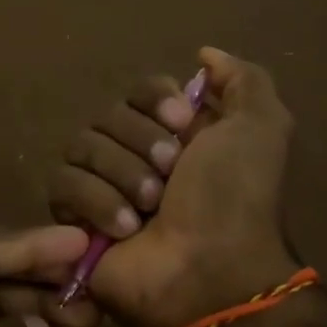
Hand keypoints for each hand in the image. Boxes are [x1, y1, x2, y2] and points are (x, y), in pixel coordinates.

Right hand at [49, 47, 299, 326]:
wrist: (208, 272)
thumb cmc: (235, 199)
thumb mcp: (262, 129)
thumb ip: (243, 80)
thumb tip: (204, 54)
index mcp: (175, 134)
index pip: (141, 88)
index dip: (156, 100)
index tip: (182, 122)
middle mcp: (135, 154)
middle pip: (108, 115)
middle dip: (141, 143)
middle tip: (170, 176)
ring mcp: (102, 186)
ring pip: (82, 146)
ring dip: (121, 175)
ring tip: (149, 209)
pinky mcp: (73, 217)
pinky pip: (63, 184)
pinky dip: (96, 202)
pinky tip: (125, 229)